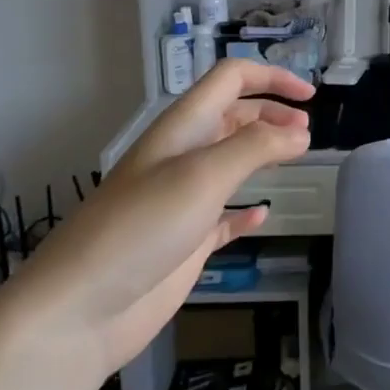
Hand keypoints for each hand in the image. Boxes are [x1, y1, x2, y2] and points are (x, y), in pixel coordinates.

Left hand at [0, 62, 312, 389]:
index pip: (231, 80)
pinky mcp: (184, 241)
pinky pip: (223, 215)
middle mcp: (184, 155)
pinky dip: (246, 210)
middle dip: (272, 116)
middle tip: (306, 135)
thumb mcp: (204, 175)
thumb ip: (257, 147)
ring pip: (232, 162)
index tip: (310, 99)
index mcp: (184, 127)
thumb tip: (300, 134)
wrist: (79, 311)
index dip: (272, 78)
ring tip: (297, 160)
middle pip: (235, 117)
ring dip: (264, 154)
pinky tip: (262, 215)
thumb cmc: (142, 227)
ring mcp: (183, 199)